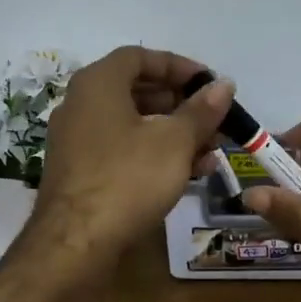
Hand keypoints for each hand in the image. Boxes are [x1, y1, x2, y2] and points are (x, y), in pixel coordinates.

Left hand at [33, 46, 233, 254]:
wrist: (75, 244)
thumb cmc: (128, 178)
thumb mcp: (175, 142)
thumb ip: (201, 111)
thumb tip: (225, 85)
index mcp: (98, 84)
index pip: (139, 57)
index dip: (178, 66)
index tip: (209, 83)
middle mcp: (81, 105)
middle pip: (137, 91)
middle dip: (181, 104)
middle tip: (213, 120)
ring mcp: (77, 141)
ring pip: (132, 124)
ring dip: (173, 133)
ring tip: (210, 152)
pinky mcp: (80, 173)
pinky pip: (122, 150)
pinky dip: (153, 154)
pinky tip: (186, 174)